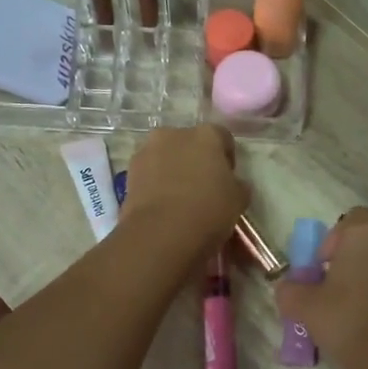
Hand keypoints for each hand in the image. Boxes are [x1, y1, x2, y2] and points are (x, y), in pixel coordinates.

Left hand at [118, 125, 249, 267]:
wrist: (161, 234)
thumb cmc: (208, 211)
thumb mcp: (239, 200)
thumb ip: (237, 185)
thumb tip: (233, 184)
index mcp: (206, 135)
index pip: (222, 138)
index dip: (226, 158)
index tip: (227, 179)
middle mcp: (174, 134)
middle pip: (190, 143)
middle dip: (196, 160)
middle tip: (202, 187)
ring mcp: (147, 151)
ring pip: (166, 156)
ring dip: (173, 169)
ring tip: (179, 198)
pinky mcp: (128, 172)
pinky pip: (149, 173)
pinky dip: (155, 183)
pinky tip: (162, 205)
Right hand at [275, 208, 367, 368]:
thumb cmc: (347, 320)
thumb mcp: (304, 306)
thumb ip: (290, 291)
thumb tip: (287, 288)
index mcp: (365, 234)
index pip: (351, 219)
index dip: (334, 240)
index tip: (324, 267)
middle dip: (354, 259)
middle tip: (336, 288)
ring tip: (356, 308)